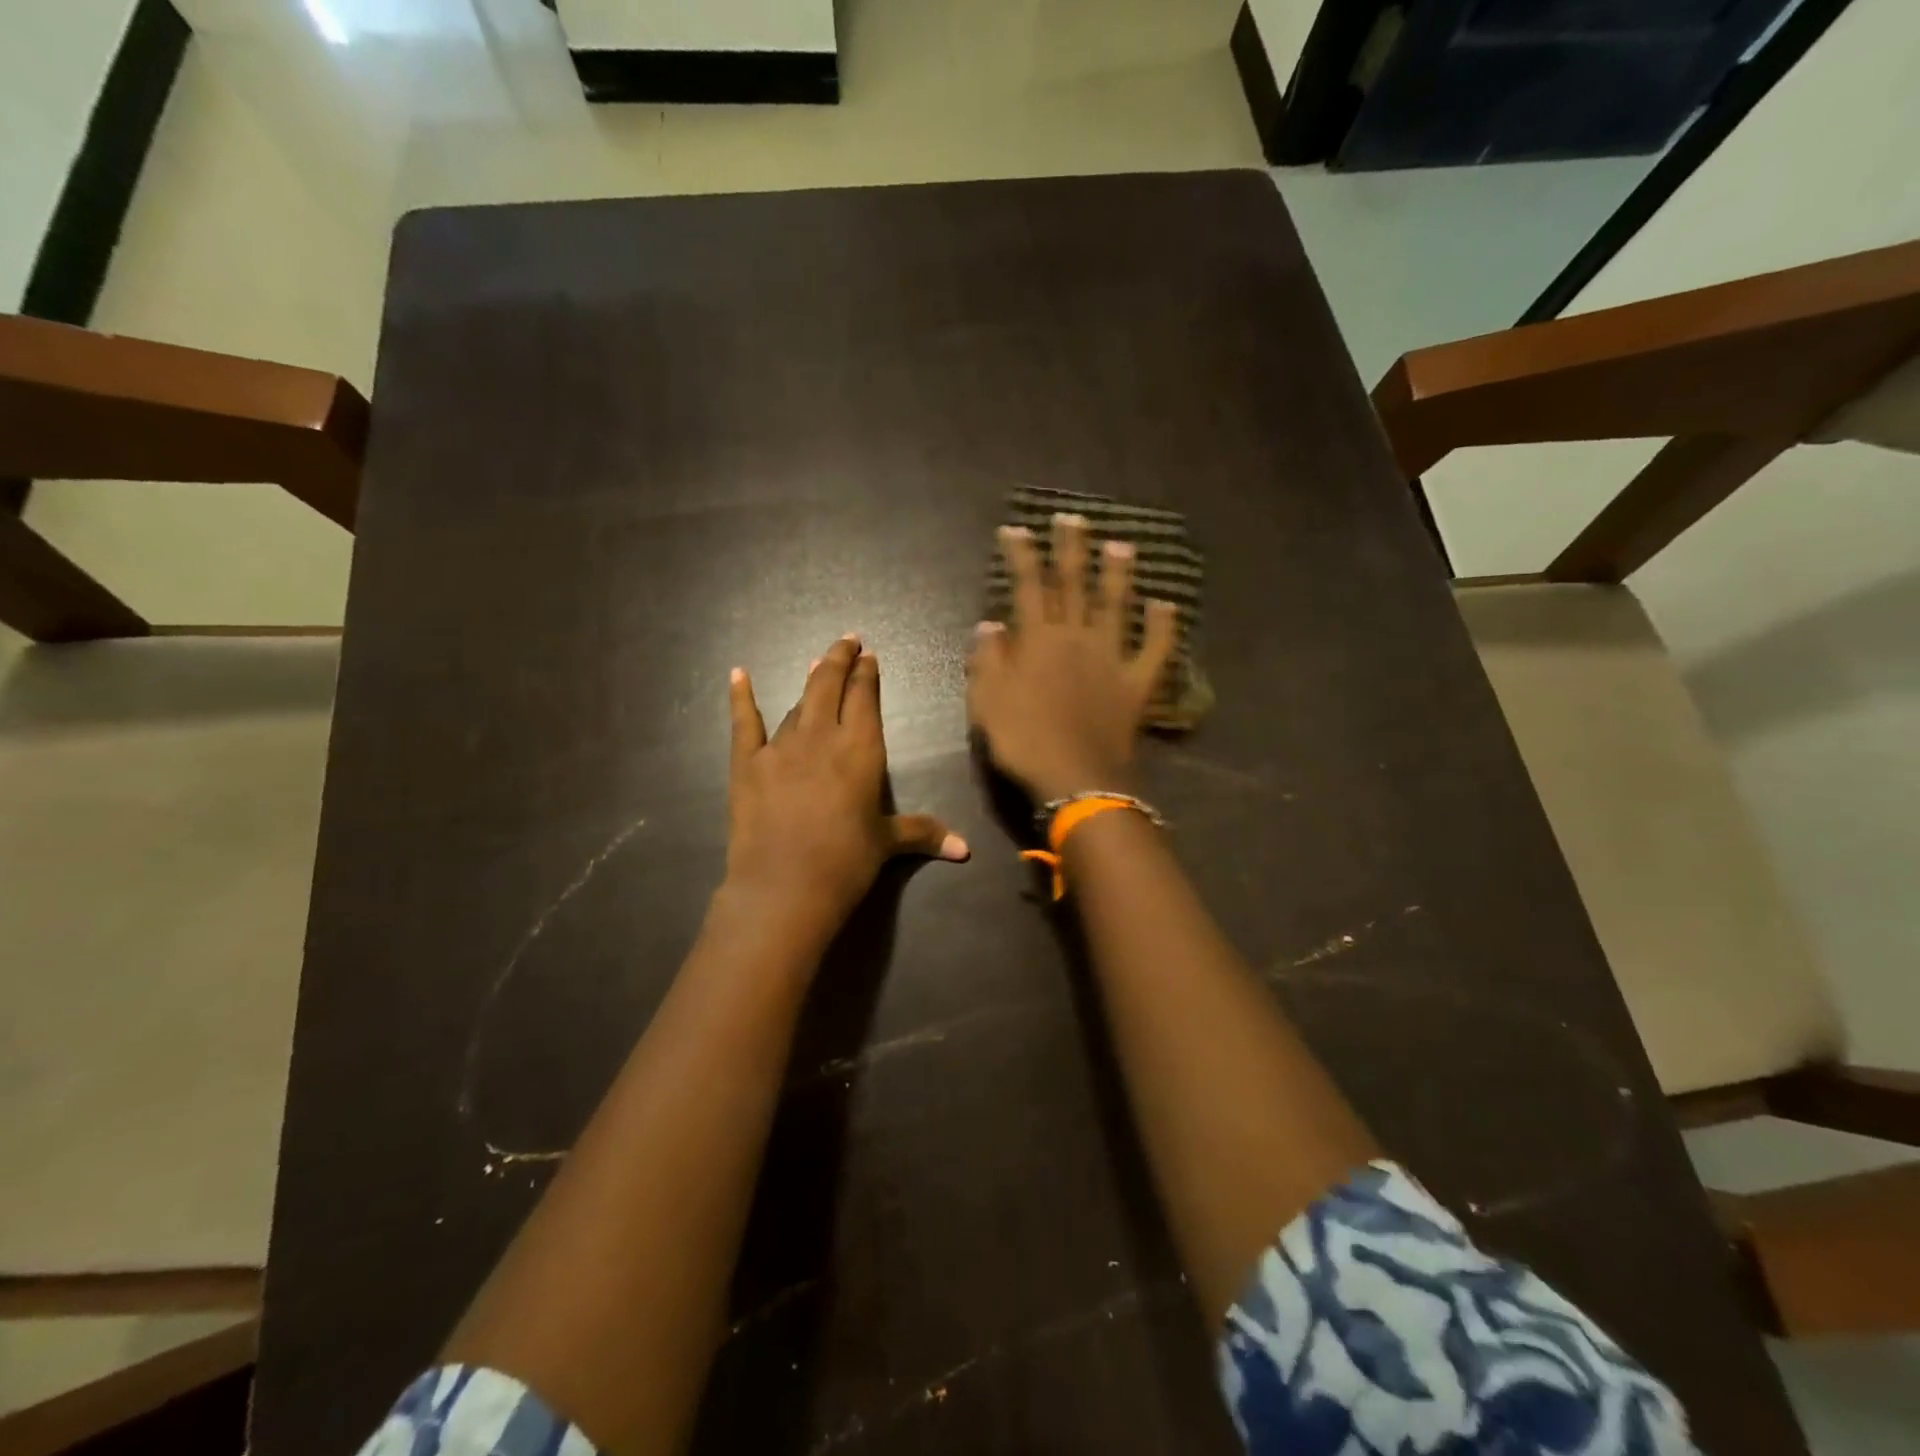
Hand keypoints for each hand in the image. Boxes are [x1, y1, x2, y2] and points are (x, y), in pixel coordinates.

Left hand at [725, 634, 968, 946]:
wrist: (785, 887)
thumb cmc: (846, 862)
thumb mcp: (888, 844)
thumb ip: (924, 834)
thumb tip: (966, 850)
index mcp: (860, 749)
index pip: (865, 698)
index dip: (867, 674)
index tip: (869, 655)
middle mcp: (821, 736)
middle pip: (829, 686)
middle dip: (839, 660)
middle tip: (846, 641)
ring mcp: (781, 747)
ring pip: (797, 704)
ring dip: (809, 682)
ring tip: (816, 664)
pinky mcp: (748, 764)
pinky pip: (744, 722)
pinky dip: (741, 697)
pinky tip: (738, 674)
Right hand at [967, 512, 1178, 801]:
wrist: (1076, 778)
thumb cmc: (1025, 741)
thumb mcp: (988, 703)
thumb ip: (987, 661)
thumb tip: (989, 625)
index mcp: (1039, 642)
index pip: (1028, 588)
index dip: (1022, 556)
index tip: (1017, 529)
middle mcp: (1077, 639)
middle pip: (1074, 586)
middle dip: (1071, 550)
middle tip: (1073, 519)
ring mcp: (1112, 659)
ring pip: (1116, 606)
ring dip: (1118, 574)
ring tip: (1121, 544)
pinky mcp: (1137, 683)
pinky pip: (1155, 649)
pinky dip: (1164, 626)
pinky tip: (1167, 603)